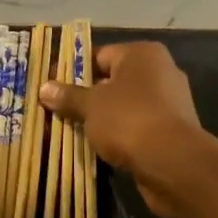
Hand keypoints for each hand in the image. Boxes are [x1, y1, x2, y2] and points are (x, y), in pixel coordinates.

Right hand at [39, 42, 204, 217]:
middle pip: (112, 81)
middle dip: (86, 97)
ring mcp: (170, 102)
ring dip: (102, 119)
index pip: (99, 55)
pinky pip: (136, 127)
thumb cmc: (129, 120)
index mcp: (142, 54)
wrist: (173, 163)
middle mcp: (160, 71)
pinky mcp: (172, 130)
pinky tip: (99, 148)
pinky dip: (119, 135)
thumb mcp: (90, 105)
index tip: (51, 88)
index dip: (73, 71)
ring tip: (72, 132)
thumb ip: (68, 96)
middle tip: (57, 111)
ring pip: (124, 106)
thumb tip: (44, 88)